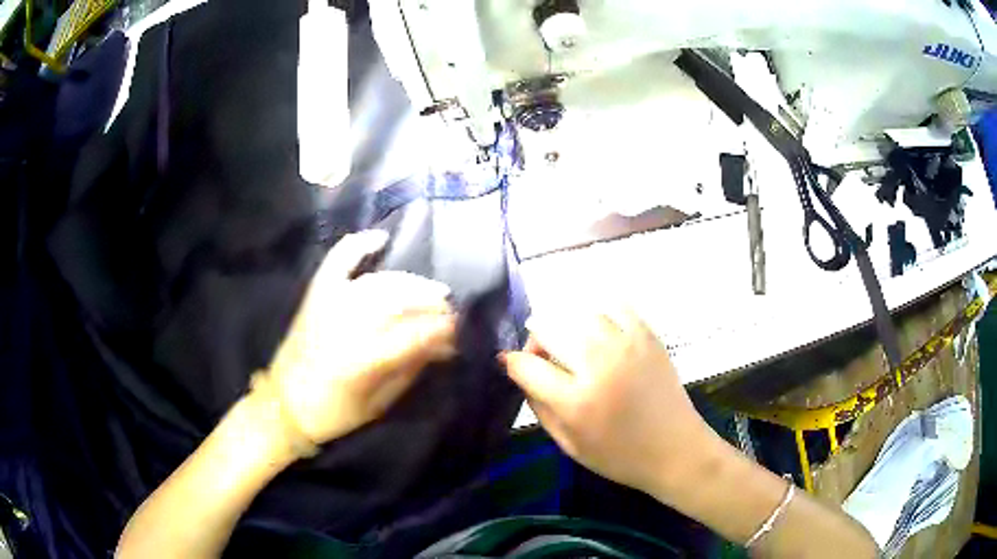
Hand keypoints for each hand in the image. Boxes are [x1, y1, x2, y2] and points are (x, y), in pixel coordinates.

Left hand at [264, 230, 455, 448]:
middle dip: (431, 302)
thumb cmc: (334, 412)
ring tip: (431, 289)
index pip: (413, 335)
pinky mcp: (316, 295)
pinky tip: (380, 237)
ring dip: (410, 282)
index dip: (442, 330)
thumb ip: (410, 369)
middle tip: (449, 310)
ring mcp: (328, 305)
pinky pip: (337, 262)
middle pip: (398, 302)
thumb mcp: (378, 403)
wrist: (285, 404)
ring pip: (378, 282)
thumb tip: (442, 345)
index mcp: (361, 361)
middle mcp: (345, 326)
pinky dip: (357, 245)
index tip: (459, 331)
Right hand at [503, 308, 721, 498]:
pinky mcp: (647, 336)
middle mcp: (599, 365)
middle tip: (544, 355)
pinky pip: (614, 304)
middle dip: (536, 338)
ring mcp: (626, 345)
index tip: (515, 366)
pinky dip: (597, 311)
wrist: (675, 450)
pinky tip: (597, 328)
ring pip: (577, 310)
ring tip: (570, 341)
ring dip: (564, 322)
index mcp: (576, 401)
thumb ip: (538, 405)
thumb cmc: (619, 456)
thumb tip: (518, 369)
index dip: (513, 363)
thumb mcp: (568, 444)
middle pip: (548, 326)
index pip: (526, 365)